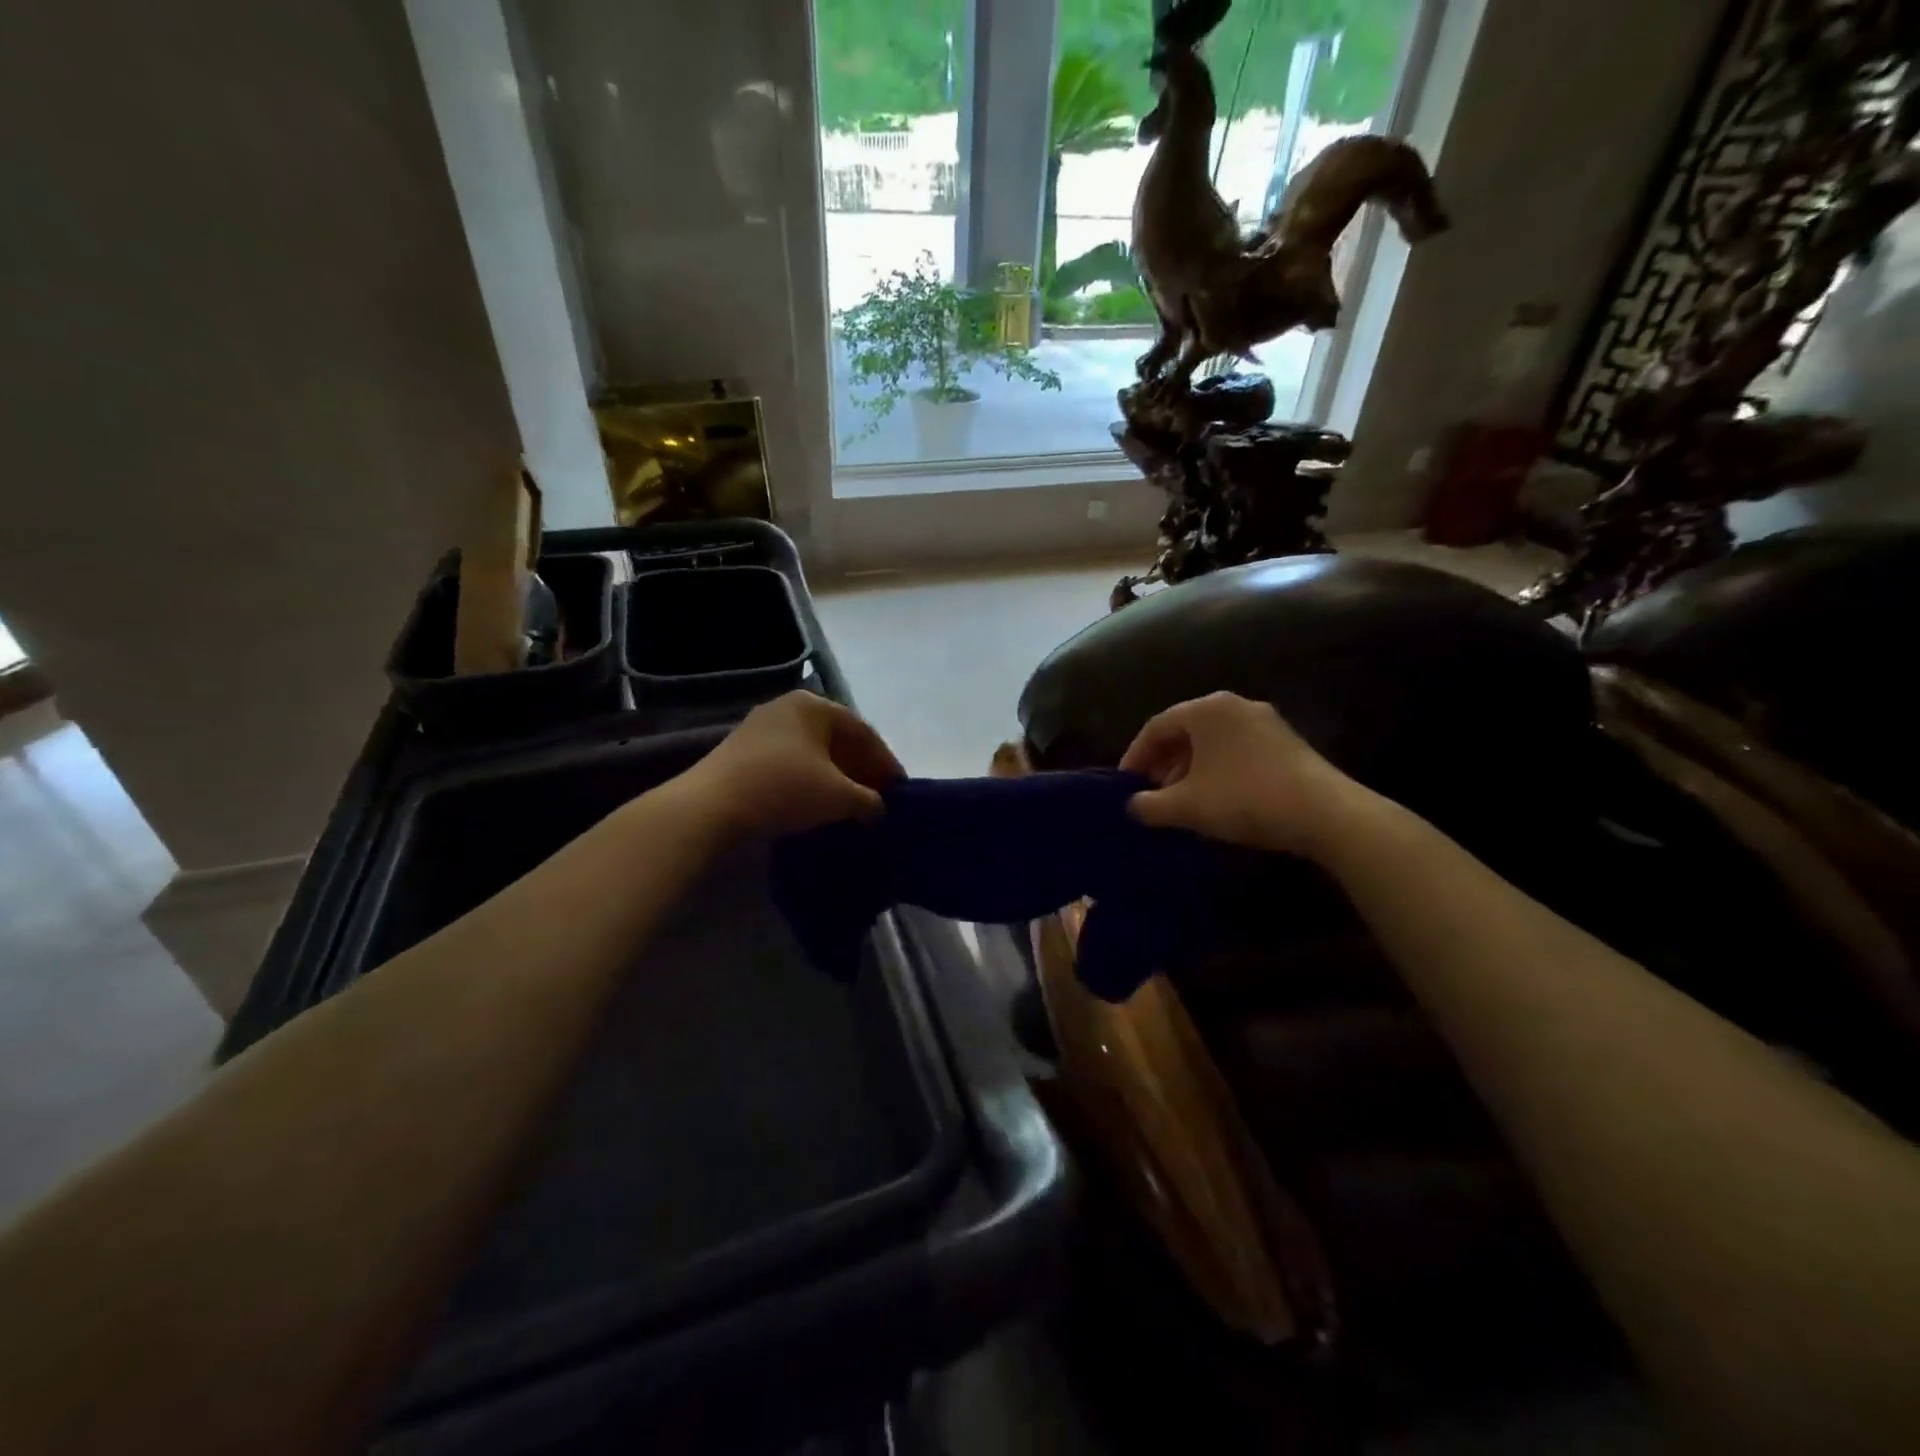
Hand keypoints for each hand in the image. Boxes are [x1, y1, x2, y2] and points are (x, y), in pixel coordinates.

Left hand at [684, 690, 904, 837]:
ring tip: (850, 805)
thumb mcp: (839, 797)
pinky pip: (789, 762)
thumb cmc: (784, 789)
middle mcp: (787, 708)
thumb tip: (877, 808)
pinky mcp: (741, 752)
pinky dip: (809, 781)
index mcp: (814, 706)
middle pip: (837, 739)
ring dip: (835, 777)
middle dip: (860, 770)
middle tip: (877, 798)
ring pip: (812, 752)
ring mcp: (760, 728)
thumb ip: (868, 800)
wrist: (711, 807)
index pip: (863, 732)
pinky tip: (816, 804)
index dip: (886, 763)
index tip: (899, 790)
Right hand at [1120, 692, 1361, 859]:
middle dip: (1163, 763)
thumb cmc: (1244, 799)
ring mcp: (1265, 721)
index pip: (1156, 726)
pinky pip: (1236, 750)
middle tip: (1152, 793)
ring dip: (1190, 769)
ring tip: (1182, 800)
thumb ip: (1150, 805)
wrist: (1325, 814)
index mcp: (1206, 710)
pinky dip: (1217, 770)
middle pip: (1185, 731)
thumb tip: (1133, 806)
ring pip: (1212, 742)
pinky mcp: (1286, 742)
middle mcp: (1235, 705)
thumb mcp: (1187, 807)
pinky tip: (1217, 799)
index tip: (1125, 785)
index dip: (1135, 756)